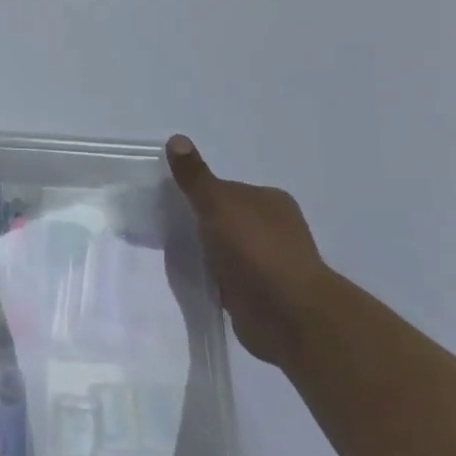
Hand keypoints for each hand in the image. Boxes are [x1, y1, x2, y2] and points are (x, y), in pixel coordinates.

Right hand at [165, 134, 331, 366]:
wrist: (289, 316)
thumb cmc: (255, 250)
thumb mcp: (218, 204)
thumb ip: (195, 177)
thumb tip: (176, 138)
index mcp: (270, 201)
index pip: (226, 189)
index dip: (198, 193)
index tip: (170, 202)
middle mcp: (274, 228)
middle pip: (226, 218)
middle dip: (201, 223)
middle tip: (167, 228)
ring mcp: (270, 263)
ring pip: (226, 249)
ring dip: (207, 253)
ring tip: (175, 254)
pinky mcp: (262, 294)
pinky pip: (228, 277)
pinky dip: (213, 277)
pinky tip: (195, 278)